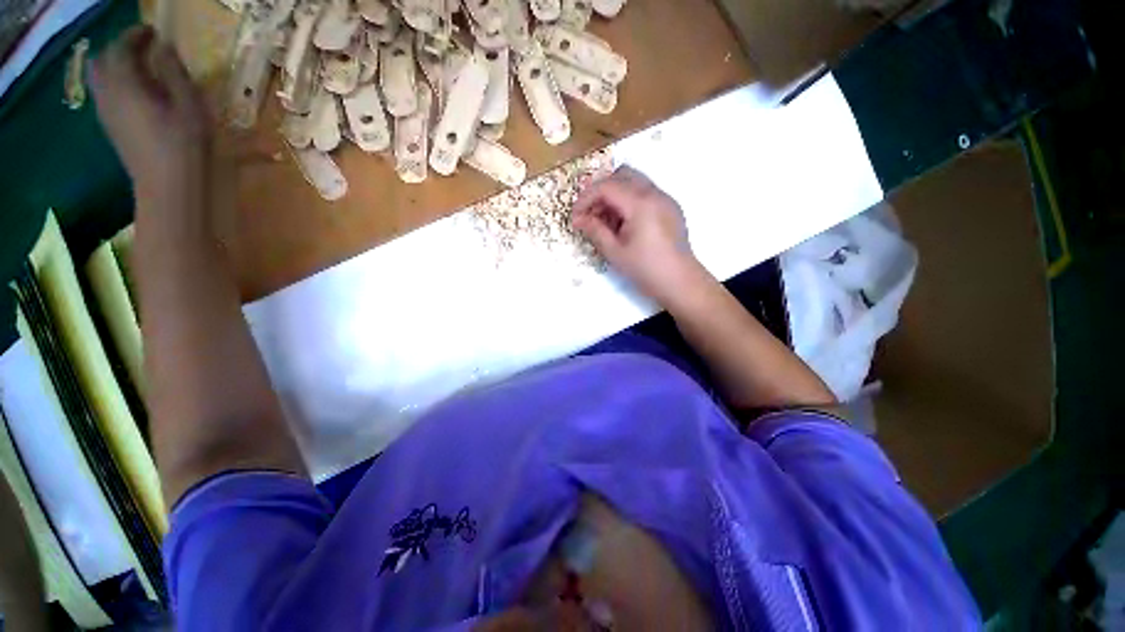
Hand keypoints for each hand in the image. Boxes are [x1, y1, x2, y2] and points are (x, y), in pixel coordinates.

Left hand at [89, 26, 210, 199]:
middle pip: (105, 59)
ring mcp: (106, 112)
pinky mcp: (111, 127)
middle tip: (145, 48)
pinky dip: (116, 84)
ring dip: (117, 66)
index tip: (154, 32)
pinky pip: (105, 94)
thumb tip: (165, 48)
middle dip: (122, 48)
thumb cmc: (184, 144)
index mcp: (126, 83)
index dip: (137, 34)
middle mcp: (108, 93)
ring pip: (101, 77)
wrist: (168, 186)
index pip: (122, 46)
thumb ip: (174, 72)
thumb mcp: (189, 104)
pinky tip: (135, 92)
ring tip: (140, 69)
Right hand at [573, 166, 709, 306]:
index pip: (606, 186)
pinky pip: (645, 192)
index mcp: (640, 203)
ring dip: (615, 195)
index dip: (586, 198)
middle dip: (600, 191)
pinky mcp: (670, 207)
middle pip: (621, 175)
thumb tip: (578, 219)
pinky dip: (629, 200)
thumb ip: (595, 230)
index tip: (575, 217)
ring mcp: (665, 198)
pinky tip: (624, 224)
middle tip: (589, 214)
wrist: (680, 282)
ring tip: (605, 221)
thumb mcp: (615, 252)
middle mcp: (654, 193)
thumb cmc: (645, 269)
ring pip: (634, 181)